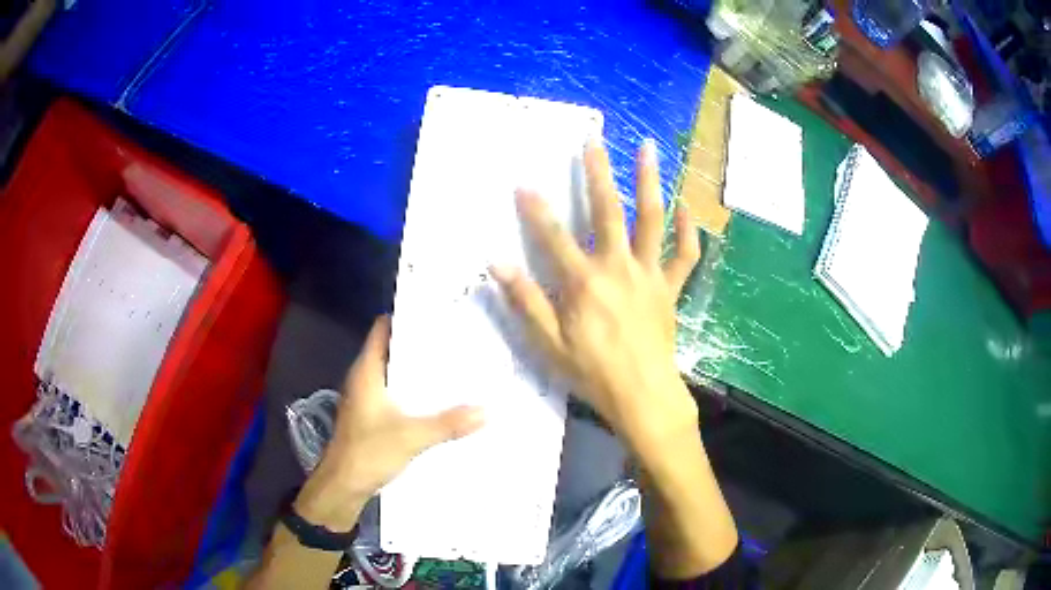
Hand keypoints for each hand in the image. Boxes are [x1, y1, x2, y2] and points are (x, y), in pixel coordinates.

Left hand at [293, 316, 484, 529]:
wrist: (343, 485)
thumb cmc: (368, 452)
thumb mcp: (412, 436)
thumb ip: (449, 423)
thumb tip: (487, 410)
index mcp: (367, 371)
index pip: (383, 328)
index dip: (406, 317)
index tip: (437, 313)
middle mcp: (365, 378)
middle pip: (392, 348)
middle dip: (420, 343)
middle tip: (455, 339)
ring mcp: (367, 397)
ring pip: (394, 372)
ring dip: (417, 369)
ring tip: (453, 364)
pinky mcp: (371, 415)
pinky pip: (395, 392)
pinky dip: (413, 389)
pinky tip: (437, 397)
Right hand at [490, 138, 700, 453]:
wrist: (644, 396)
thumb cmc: (593, 373)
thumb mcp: (549, 343)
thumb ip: (525, 300)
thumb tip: (497, 264)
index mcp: (585, 283)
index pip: (554, 237)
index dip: (536, 209)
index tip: (523, 182)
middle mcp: (619, 268)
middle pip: (608, 211)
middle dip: (599, 173)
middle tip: (594, 140)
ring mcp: (650, 275)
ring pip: (653, 220)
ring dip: (651, 182)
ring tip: (650, 149)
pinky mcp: (671, 289)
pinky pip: (685, 255)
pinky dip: (689, 231)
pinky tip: (687, 207)